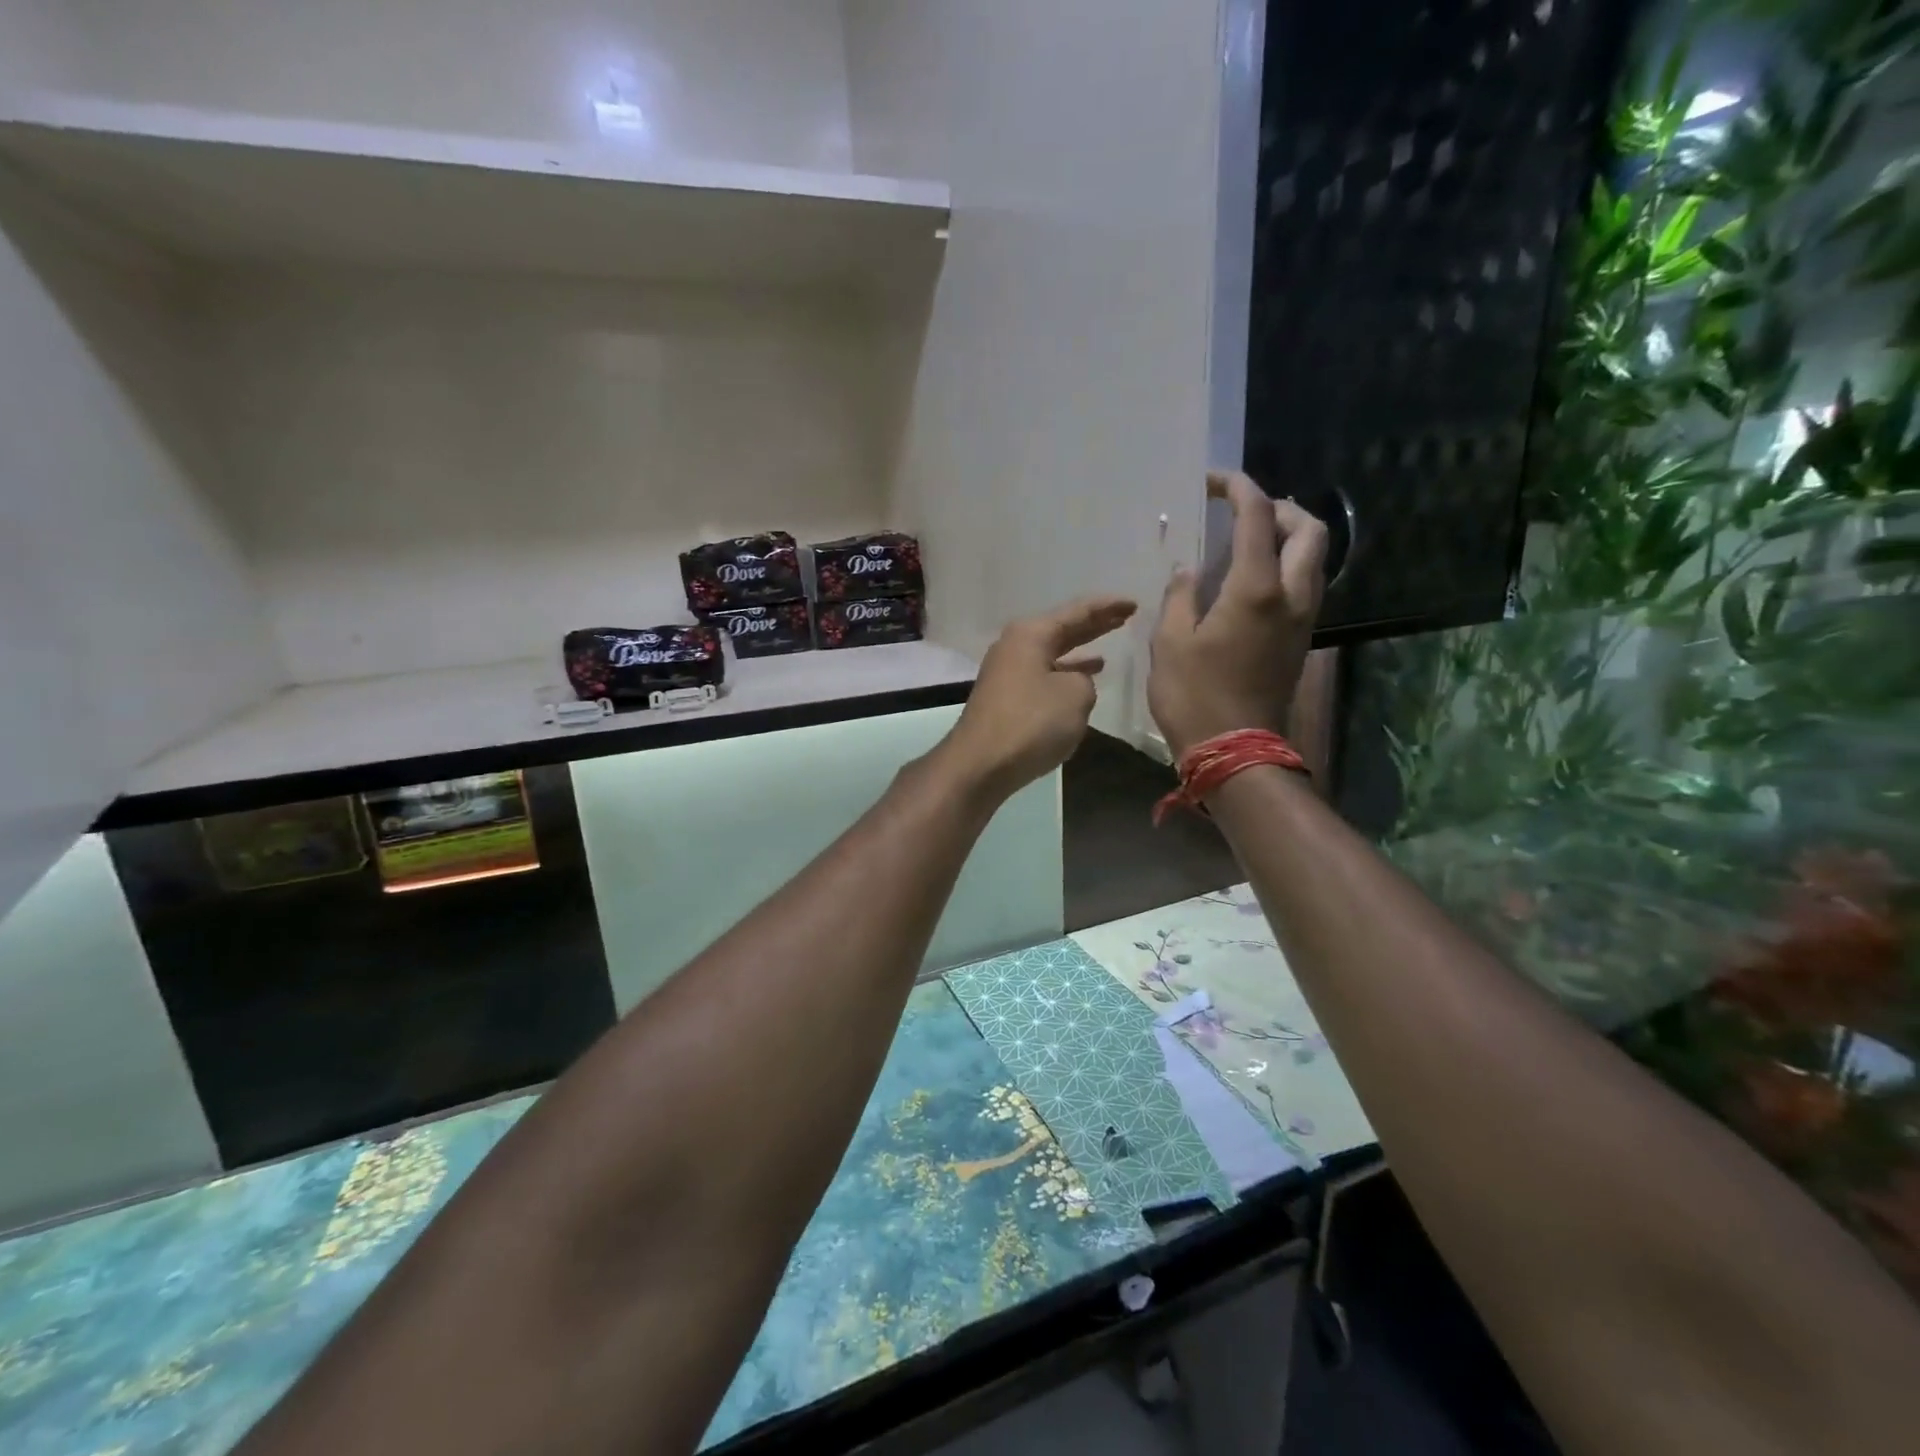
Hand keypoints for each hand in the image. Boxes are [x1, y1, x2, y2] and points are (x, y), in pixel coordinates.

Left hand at [937, 595, 1138, 801]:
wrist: (981, 764)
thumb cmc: (1031, 722)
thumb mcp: (1075, 695)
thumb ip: (1084, 680)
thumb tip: (1073, 682)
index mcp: (1031, 634)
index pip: (1077, 611)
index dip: (1108, 607)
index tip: (1134, 603)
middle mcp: (1015, 646)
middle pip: (1062, 629)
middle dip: (1094, 625)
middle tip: (1125, 618)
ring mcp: (1007, 673)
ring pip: (1052, 654)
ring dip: (1079, 652)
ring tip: (1108, 651)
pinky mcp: (1006, 699)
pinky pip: (1044, 676)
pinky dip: (1065, 675)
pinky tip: (1081, 684)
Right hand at [1149, 471, 1326, 757]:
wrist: (1235, 752)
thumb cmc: (1194, 697)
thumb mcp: (1170, 643)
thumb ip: (1179, 597)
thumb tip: (1188, 571)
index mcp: (1255, 589)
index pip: (1258, 518)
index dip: (1239, 489)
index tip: (1215, 480)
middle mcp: (1290, 596)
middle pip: (1308, 530)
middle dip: (1280, 507)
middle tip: (1244, 509)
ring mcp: (1301, 619)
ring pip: (1313, 558)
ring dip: (1288, 535)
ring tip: (1249, 538)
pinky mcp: (1299, 639)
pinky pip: (1304, 584)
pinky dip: (1286, 564)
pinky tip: (1251, 577)